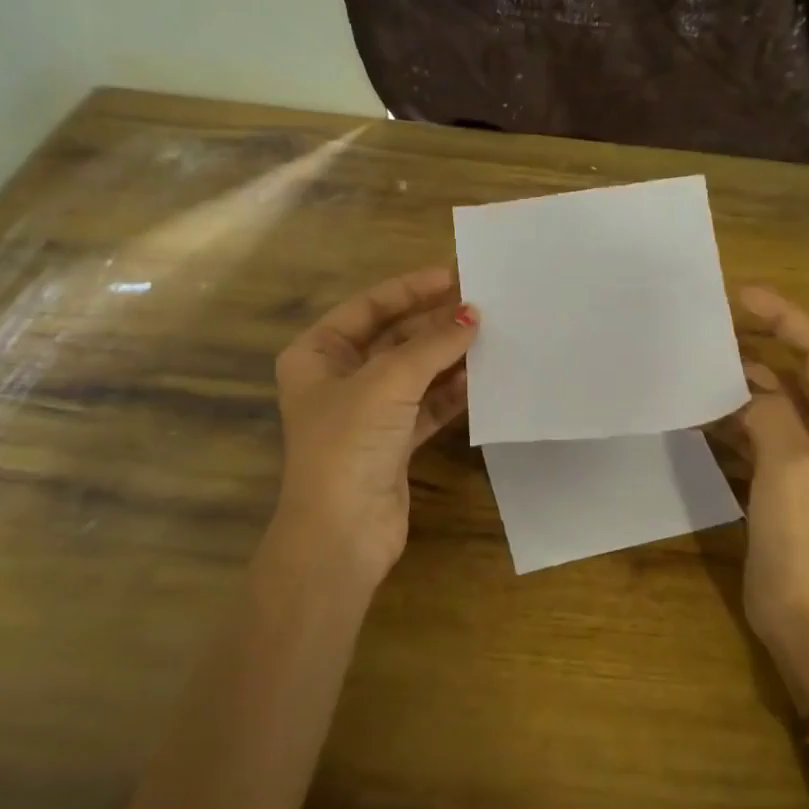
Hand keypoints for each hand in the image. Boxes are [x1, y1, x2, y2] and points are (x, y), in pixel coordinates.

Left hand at [272, 266, 478, 583]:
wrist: (341, 534)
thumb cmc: (349, 444)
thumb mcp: (389, 382)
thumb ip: (432, 345)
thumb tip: (472, 315)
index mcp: (318, 354)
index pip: (368, 307)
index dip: (410, 289)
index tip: (453, 275)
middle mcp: (340, 378)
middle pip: (395, 338)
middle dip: (435, 324)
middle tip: (482, 305)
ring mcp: (368, 412)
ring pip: (415, 373)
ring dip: (448, 358)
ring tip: (490, 338)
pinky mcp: (393, 442)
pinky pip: (427, 406)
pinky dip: (451, 394)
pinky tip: (480, 381)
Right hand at [733, 286, 808, 705]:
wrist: (803, 618)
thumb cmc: (807, 543)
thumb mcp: (790, 468)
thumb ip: (770, 412)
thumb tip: (745, 384)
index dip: (784, 318)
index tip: (741, 294)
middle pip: (796, 373)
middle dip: (757, 348)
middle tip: (708, 327)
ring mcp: (808, 457)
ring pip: (772, 402)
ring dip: (738, 384)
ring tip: (695, 365)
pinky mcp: (781, 478)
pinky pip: (756, 431)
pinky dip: (730, 418)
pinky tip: (698, 412)